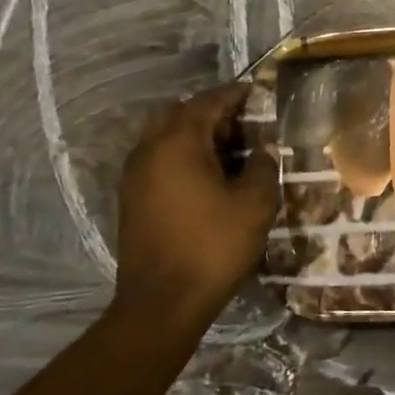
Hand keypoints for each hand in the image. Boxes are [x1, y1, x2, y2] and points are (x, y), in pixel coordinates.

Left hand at [112, 84, 279, 336]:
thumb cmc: (213, 246)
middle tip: (243, 123)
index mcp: (178, 143)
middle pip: (178, 114)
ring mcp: (134, 176)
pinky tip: (207, 176)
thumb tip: (262, 150)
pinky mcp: (132, 199)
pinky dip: (181, 156)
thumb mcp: (255, 204)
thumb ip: (262, 166)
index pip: (206, 102)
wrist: (163, 302)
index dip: (233, 94)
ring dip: (194, 135)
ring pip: (164, 137)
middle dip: (210, 112)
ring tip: (229, 149)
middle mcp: (149, 151)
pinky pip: (158, 160)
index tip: (256, 92)